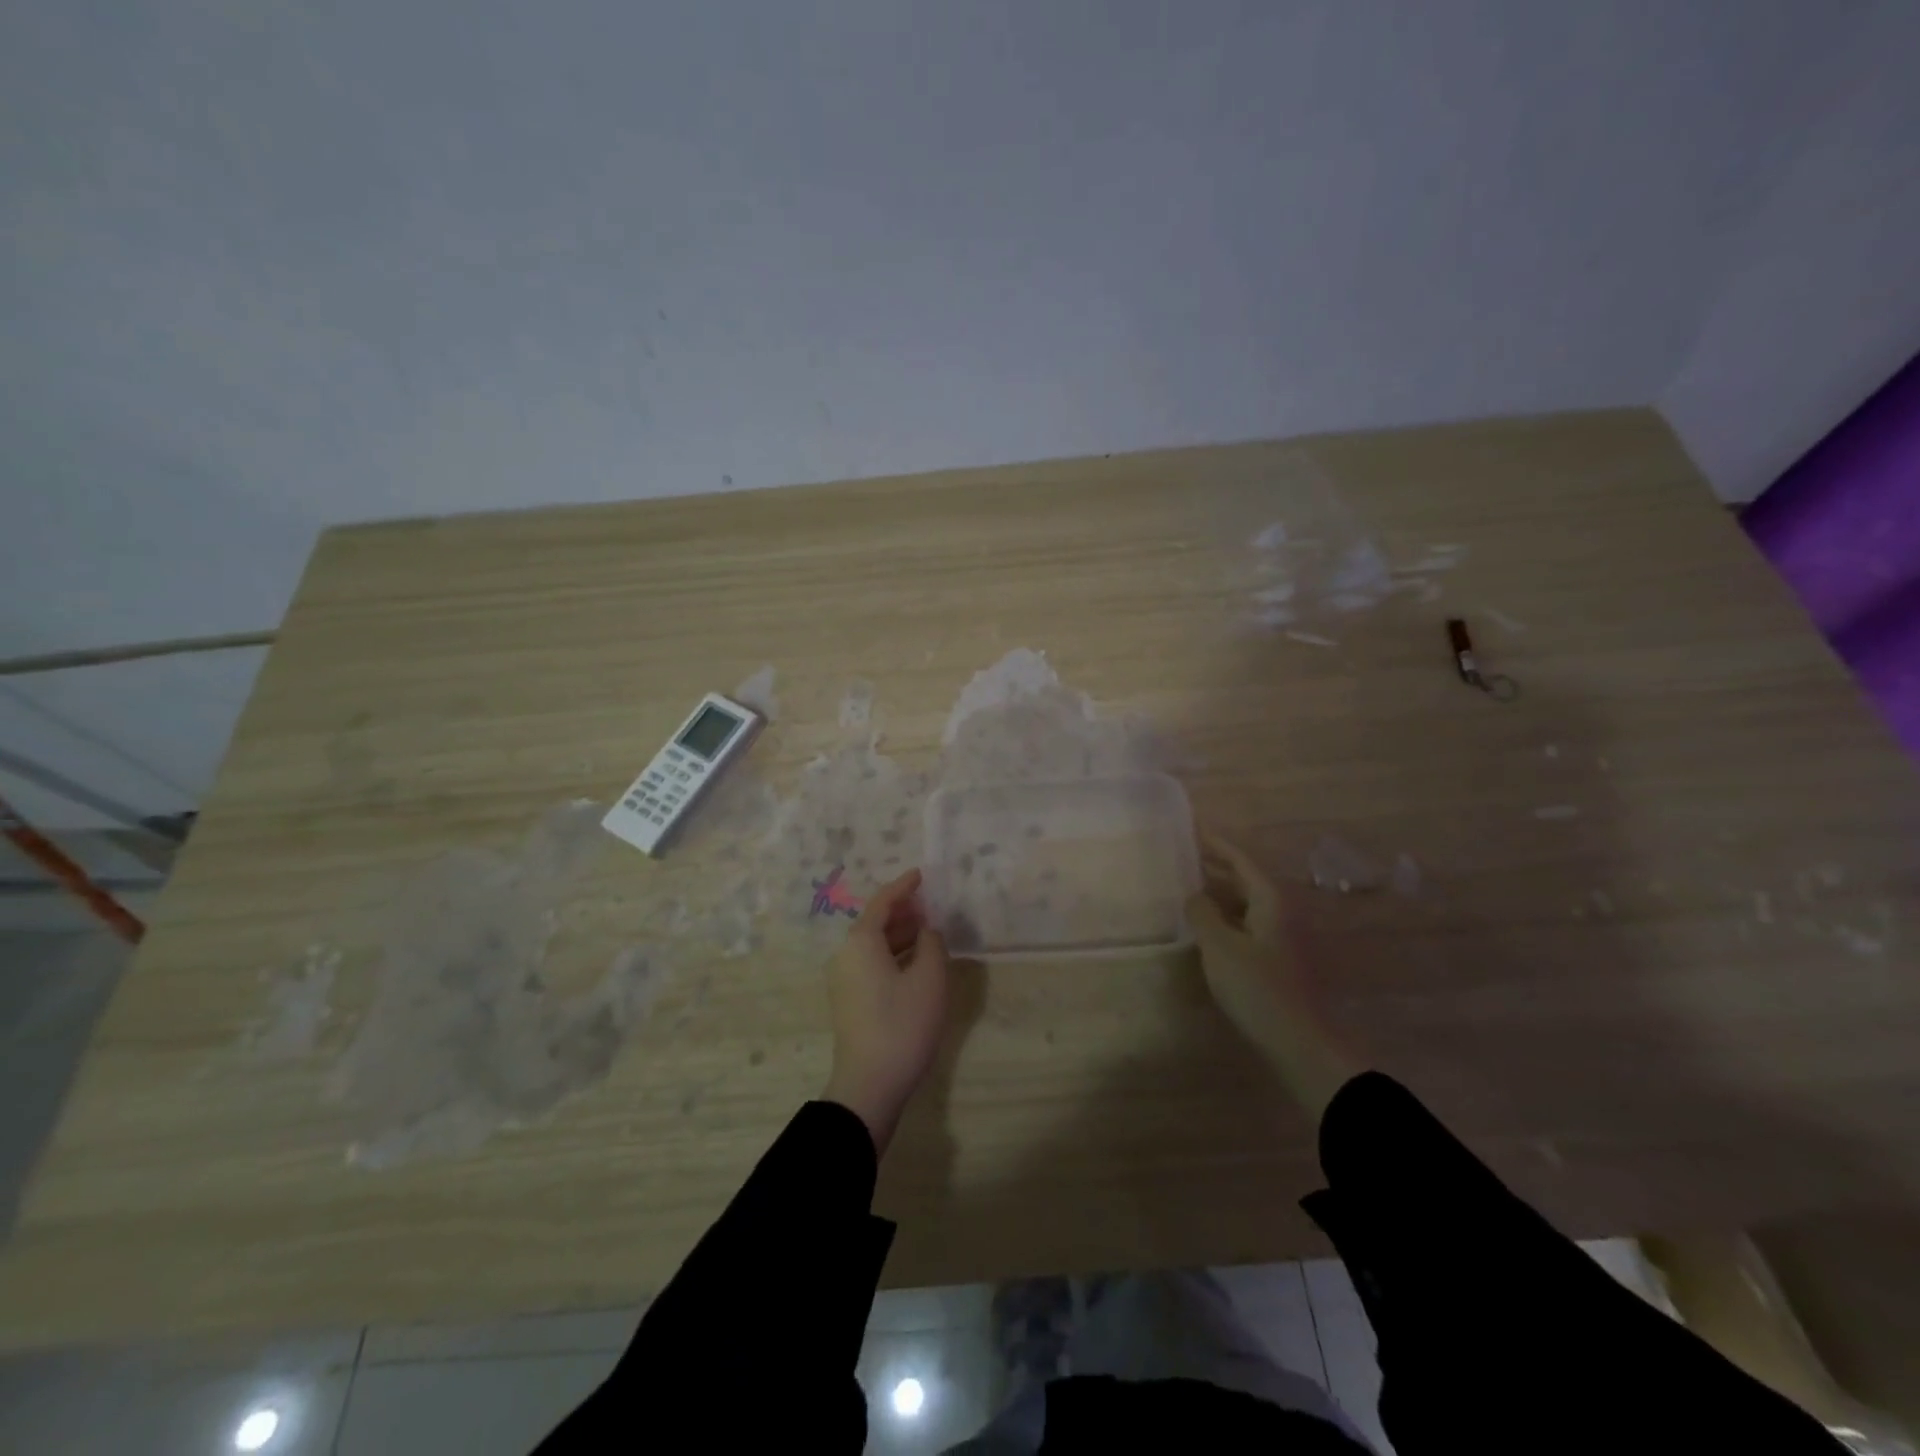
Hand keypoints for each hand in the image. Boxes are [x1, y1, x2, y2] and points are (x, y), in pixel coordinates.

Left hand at [823, 868, 950, 1154]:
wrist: (869, 1084)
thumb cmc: (903, 1024)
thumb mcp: (930, 978)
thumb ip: (932, 944)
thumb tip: (927, 931)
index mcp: (861, 942)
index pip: (883, 902)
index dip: (903, 887)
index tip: (921, 874)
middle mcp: (845, 955)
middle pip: (874, 922)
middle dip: (902, 911)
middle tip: (929, 905)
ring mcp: (843, 980)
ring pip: (873, 946)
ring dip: (899, 936)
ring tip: (927, 932)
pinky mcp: (848, 1002)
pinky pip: (871, 964)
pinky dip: (893, 956)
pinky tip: (915, 963)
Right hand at [1187, 836, 1360, 1117]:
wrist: (1300, 1042)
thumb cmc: (1258, 987)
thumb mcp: (1220, 947)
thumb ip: (1203, 914)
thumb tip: (1195, 895)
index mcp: (1271, 900)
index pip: (1241, 859)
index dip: (1216, 844)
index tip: (1193, 828)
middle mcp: (1282, 911)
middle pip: (1247, 879)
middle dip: (1218, 867)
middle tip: (1186, 856)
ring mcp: (1284, 936)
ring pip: (1248, 903)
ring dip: (1221, 893)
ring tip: (1190, 887)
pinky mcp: (1280, 959)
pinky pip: (1250, 923)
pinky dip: (1228, 916)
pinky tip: (1209, 926)